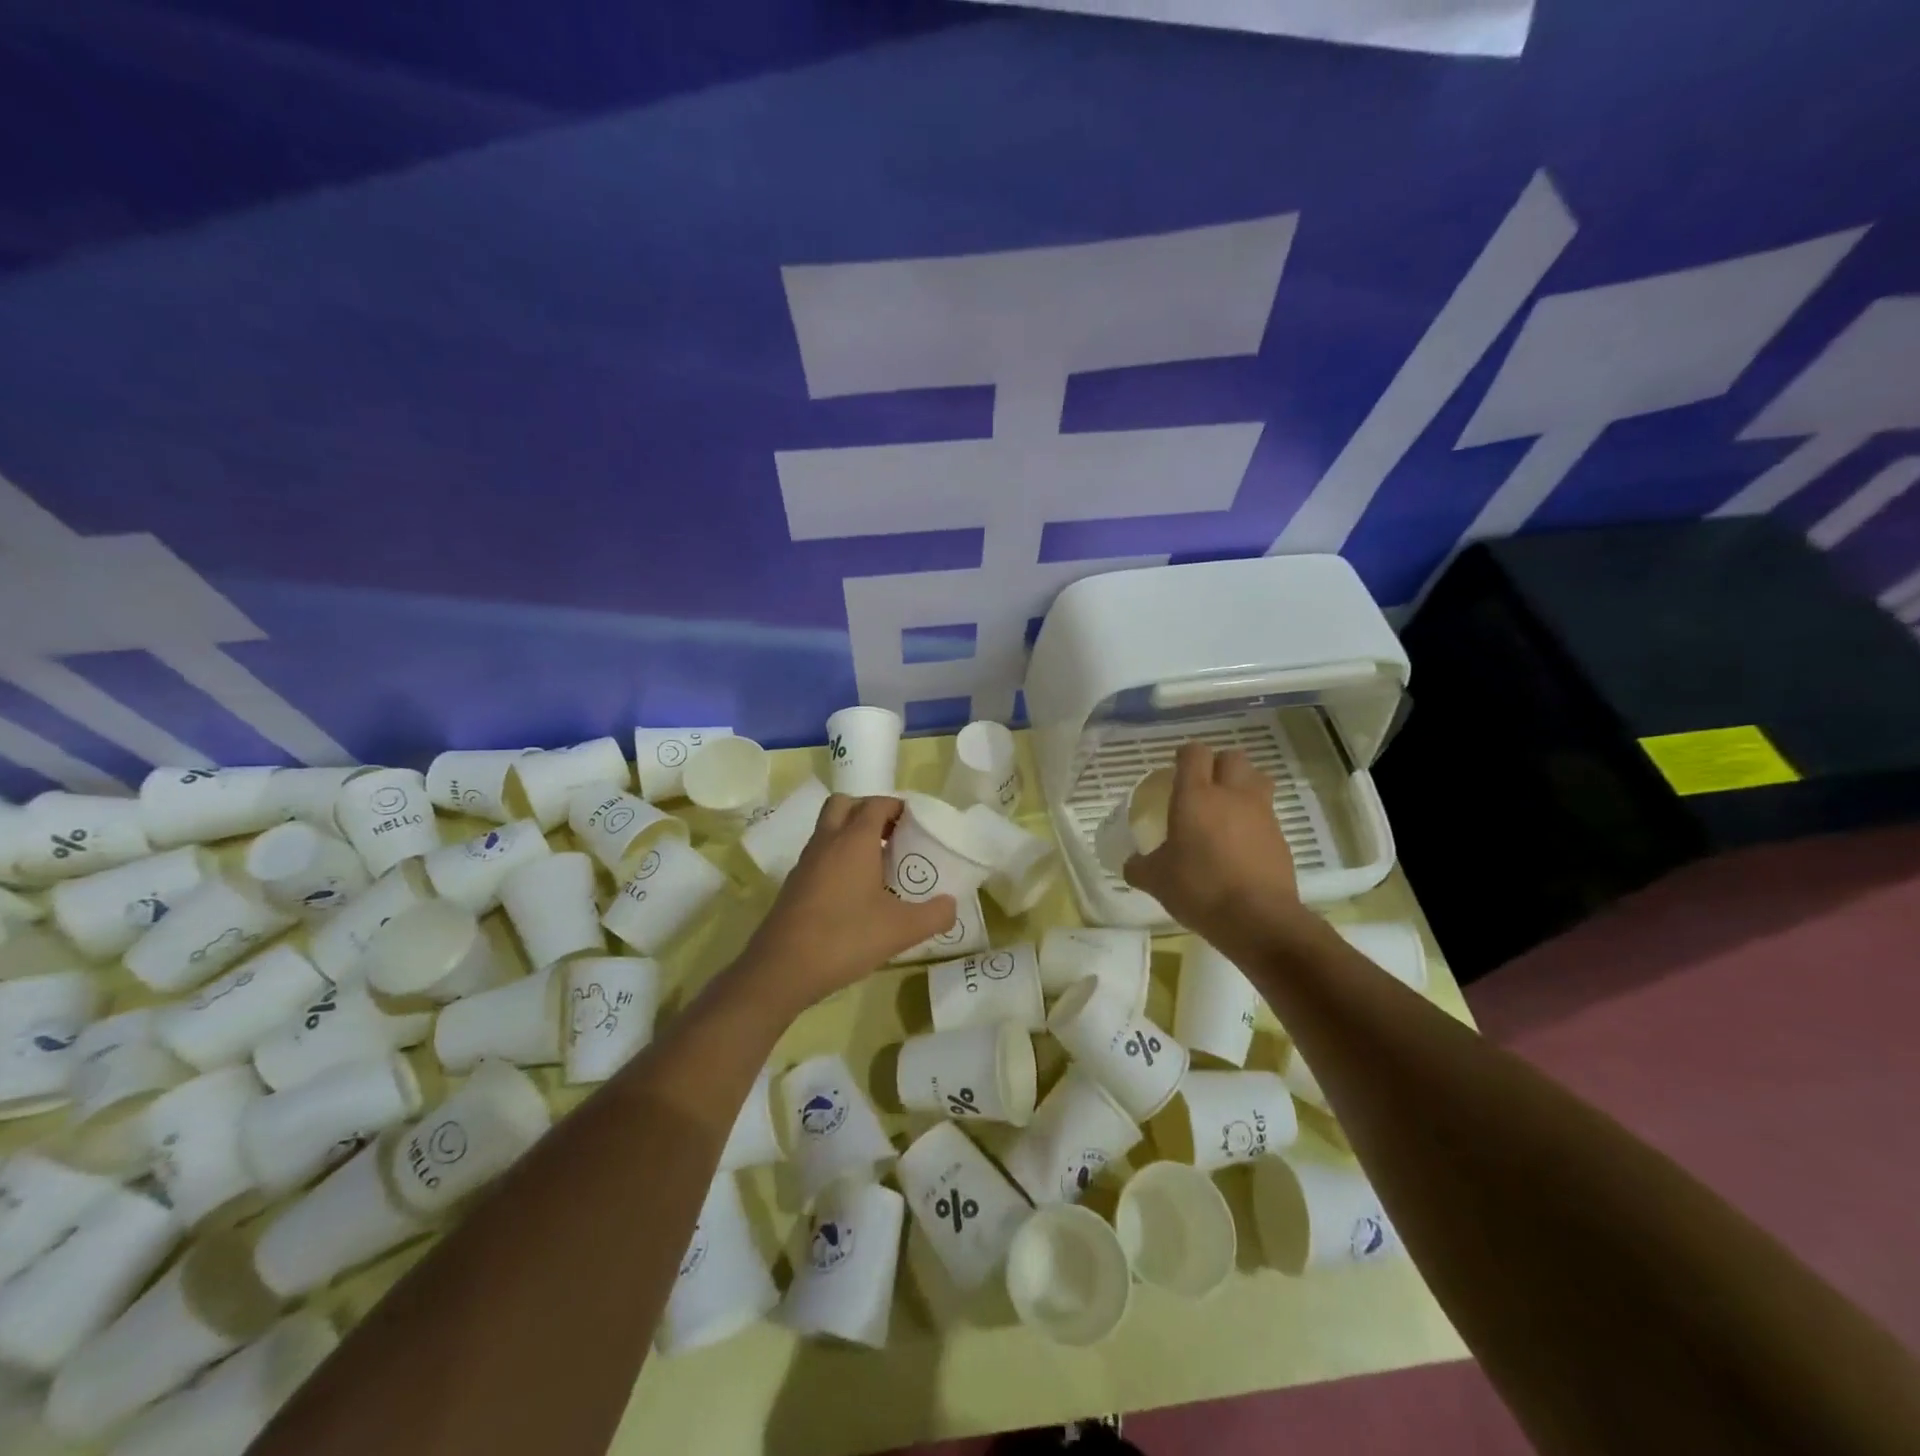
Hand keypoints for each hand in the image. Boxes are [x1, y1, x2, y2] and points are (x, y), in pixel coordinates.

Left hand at [739, 795, 956, 1010]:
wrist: (781, 970)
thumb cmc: (845, 938)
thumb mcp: (901, 930)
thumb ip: (934, 915)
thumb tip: (951, 905)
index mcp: (854, 841)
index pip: (876, 804)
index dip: (898, 806)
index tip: (917, 823)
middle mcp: (827, 842)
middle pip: (845, 805)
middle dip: (869, 811)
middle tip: (894, 835)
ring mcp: (806, 862)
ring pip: (828, 829)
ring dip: (851, 834)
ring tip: (879, 863)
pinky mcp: (794, 884)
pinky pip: (819, 854)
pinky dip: (837, 858)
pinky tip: (854, 891)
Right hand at [1123, 742, 1303, 947]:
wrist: (1258, 918)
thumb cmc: (1199, 888)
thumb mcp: (1155, 880)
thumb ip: (1139, 866)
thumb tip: (1131, 863)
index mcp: (1195, 796)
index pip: (1194, 753)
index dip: (1185, 755)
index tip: (1176, 768)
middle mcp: (1231, 795)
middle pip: (1232, 757)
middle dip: (1218, 764)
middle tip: (1204, 785)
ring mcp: (1261, 814)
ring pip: (1258, 779)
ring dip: (1244, 785)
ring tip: (1228, 808)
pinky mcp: (1280, 837)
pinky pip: (1268, 814)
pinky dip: (1255, 819)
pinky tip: (1242, 843)